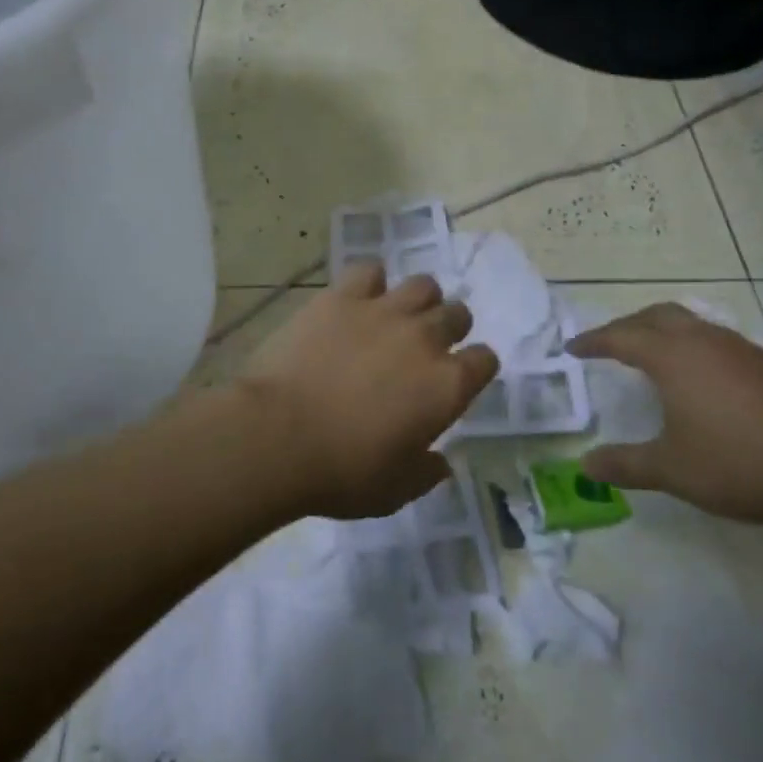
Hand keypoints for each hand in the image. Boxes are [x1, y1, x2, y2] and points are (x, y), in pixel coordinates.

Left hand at [235, 264, 498, 518]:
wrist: (277, 435)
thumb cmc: (342, 471)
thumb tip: (440, 462)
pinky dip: (370, 283)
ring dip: (418, 301)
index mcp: (447, 385)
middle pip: (458, 314)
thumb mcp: (396, 490)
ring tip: (397, 319)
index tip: (458, 380)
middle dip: (450, 329)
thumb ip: (426, 472)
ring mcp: (383, 311)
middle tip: (425, 348)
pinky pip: (370, 271)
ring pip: (423, 285)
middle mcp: (424, 338)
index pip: (485, 360)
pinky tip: (358, 301)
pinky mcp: (342, 297)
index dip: (475, 368)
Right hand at [567, 303, 762, 524]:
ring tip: (651, 356)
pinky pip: (715, 339)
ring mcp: (740, 348)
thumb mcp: (673, 470)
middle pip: (656, 316)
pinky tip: (701, 379)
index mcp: (673, 357)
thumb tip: (585, 465)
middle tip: (608, 345)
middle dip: (626, 325)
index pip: (621, 337)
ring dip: (662, 331)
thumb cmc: (741, 464)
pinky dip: (692, 346)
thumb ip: (625, 465)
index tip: (573, 348)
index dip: (593, 341)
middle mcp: (704, 341)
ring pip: (690, 323)